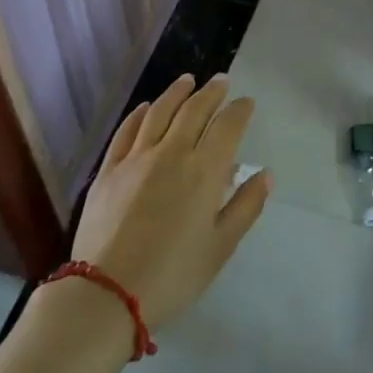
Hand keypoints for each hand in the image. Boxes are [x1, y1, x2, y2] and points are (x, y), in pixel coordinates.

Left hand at [71, 74, 269, 329]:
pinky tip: (145, 107)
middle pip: (194, 110)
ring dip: (176, 93)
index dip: (240, 111)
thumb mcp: (220, 247)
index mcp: (204, 171)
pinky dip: (139, 114)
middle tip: (221, 80)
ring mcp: (136, 158)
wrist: (106, 292)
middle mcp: (172, 153)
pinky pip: (126, 131)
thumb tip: (265, 174)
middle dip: (211, 92)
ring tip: (188, 80)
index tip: (247, 102)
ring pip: (159, 112)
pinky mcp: (108, 170)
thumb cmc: (173, 274)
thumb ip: (245, 207)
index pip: (227, 127)